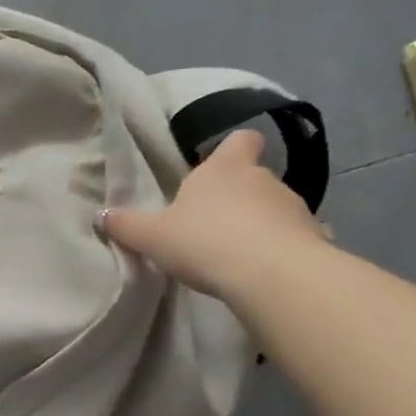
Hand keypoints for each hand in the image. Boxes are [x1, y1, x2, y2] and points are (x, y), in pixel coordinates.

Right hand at [100, 130, 327, 302]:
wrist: (270, 275)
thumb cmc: (204, 241)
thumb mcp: (152, 236)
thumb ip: (127, 226)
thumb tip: (101, 215)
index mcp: (223, 169)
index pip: (240, 140)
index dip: (233, 147)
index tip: (223, 162)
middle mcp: (262, 179)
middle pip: (254, 177)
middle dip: (239, 196)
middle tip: (215, 223)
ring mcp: (293, 207)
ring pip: (275, 208)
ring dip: (261, 224)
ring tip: (240, 253)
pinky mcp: (314, 238)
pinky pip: (294, 238)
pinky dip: (281, 249)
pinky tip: (266, 272)